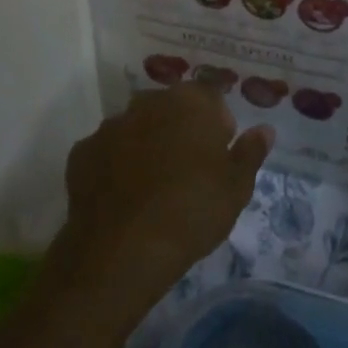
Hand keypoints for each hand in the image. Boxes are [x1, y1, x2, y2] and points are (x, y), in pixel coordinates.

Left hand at [51, 84, 272, 317]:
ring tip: (154, 187)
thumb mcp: (236, 188)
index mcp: (190, 101)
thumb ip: (251, 152)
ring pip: (137, 127)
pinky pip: (107, 152)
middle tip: (189, 171)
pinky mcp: (83, 152)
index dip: (219, 123)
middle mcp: (149, 101)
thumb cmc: (192, 211)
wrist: (122, 250)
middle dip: (181, 129)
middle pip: (171, 107)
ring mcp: (112, 124)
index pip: (212, 96)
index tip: (220, 154)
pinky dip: (115, 166)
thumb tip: (264, 129)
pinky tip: (123, 197)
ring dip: (147, 144)